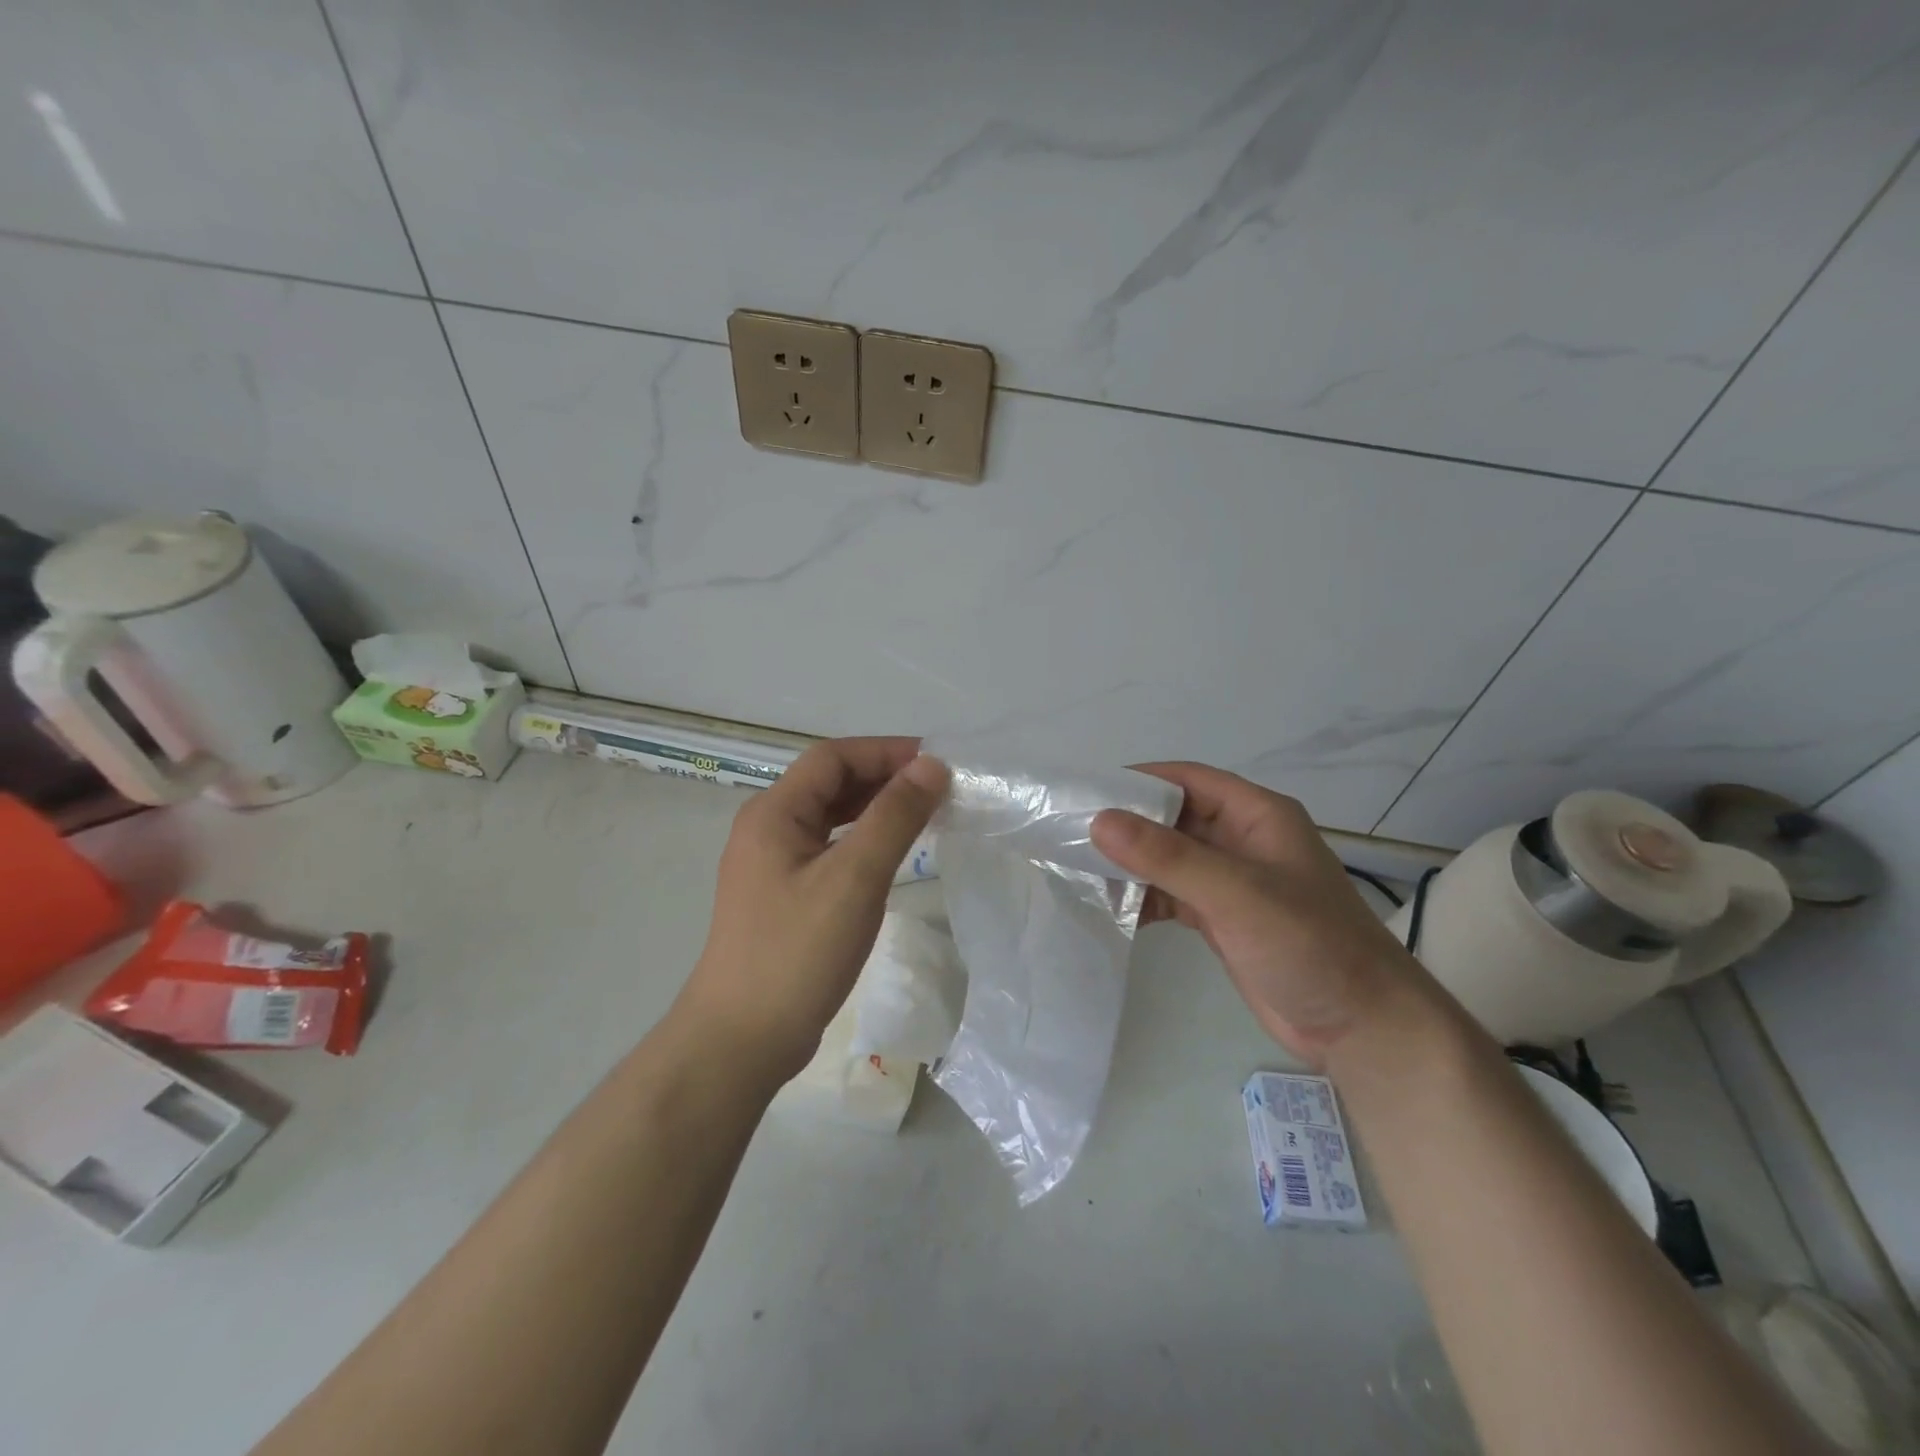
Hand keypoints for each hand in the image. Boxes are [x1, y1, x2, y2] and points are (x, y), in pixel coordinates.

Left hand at [677, 737, 948, 1084]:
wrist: (741, 1040)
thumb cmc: (797, 952)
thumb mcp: (854, 878)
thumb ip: (894, 816)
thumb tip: (931, 765)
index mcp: (774, 813)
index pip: (832, 758)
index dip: (885, 751)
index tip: (936, 763)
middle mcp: (767, 829)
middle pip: (830, 784)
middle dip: (883, 778)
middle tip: (938, 790)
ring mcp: (772, 865)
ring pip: (830, 818)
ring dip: (875, 810)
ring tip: (924, 816)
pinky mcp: (782, 896)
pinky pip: (828, 850)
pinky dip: (863, 842)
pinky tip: (892, 856)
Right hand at [1092, 763, 1430, 1062]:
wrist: (1361, 1027)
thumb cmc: (1309, 944)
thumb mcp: (1237, 893)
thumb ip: (1168, 857)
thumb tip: (1100, 821)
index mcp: (1256, 815)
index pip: (1187, 779)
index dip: (1138, 780)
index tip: (1086, 793)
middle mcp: (1241, 840)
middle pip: (1173, 818)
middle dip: (1127, 825)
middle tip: (1070, 834)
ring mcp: (1232, 881)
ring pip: (1169, 858)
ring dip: (1131, 864)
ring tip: (1080, 871)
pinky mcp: (1222, 918)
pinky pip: (1172, 894)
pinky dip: (1144, 898)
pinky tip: (1112, 908)